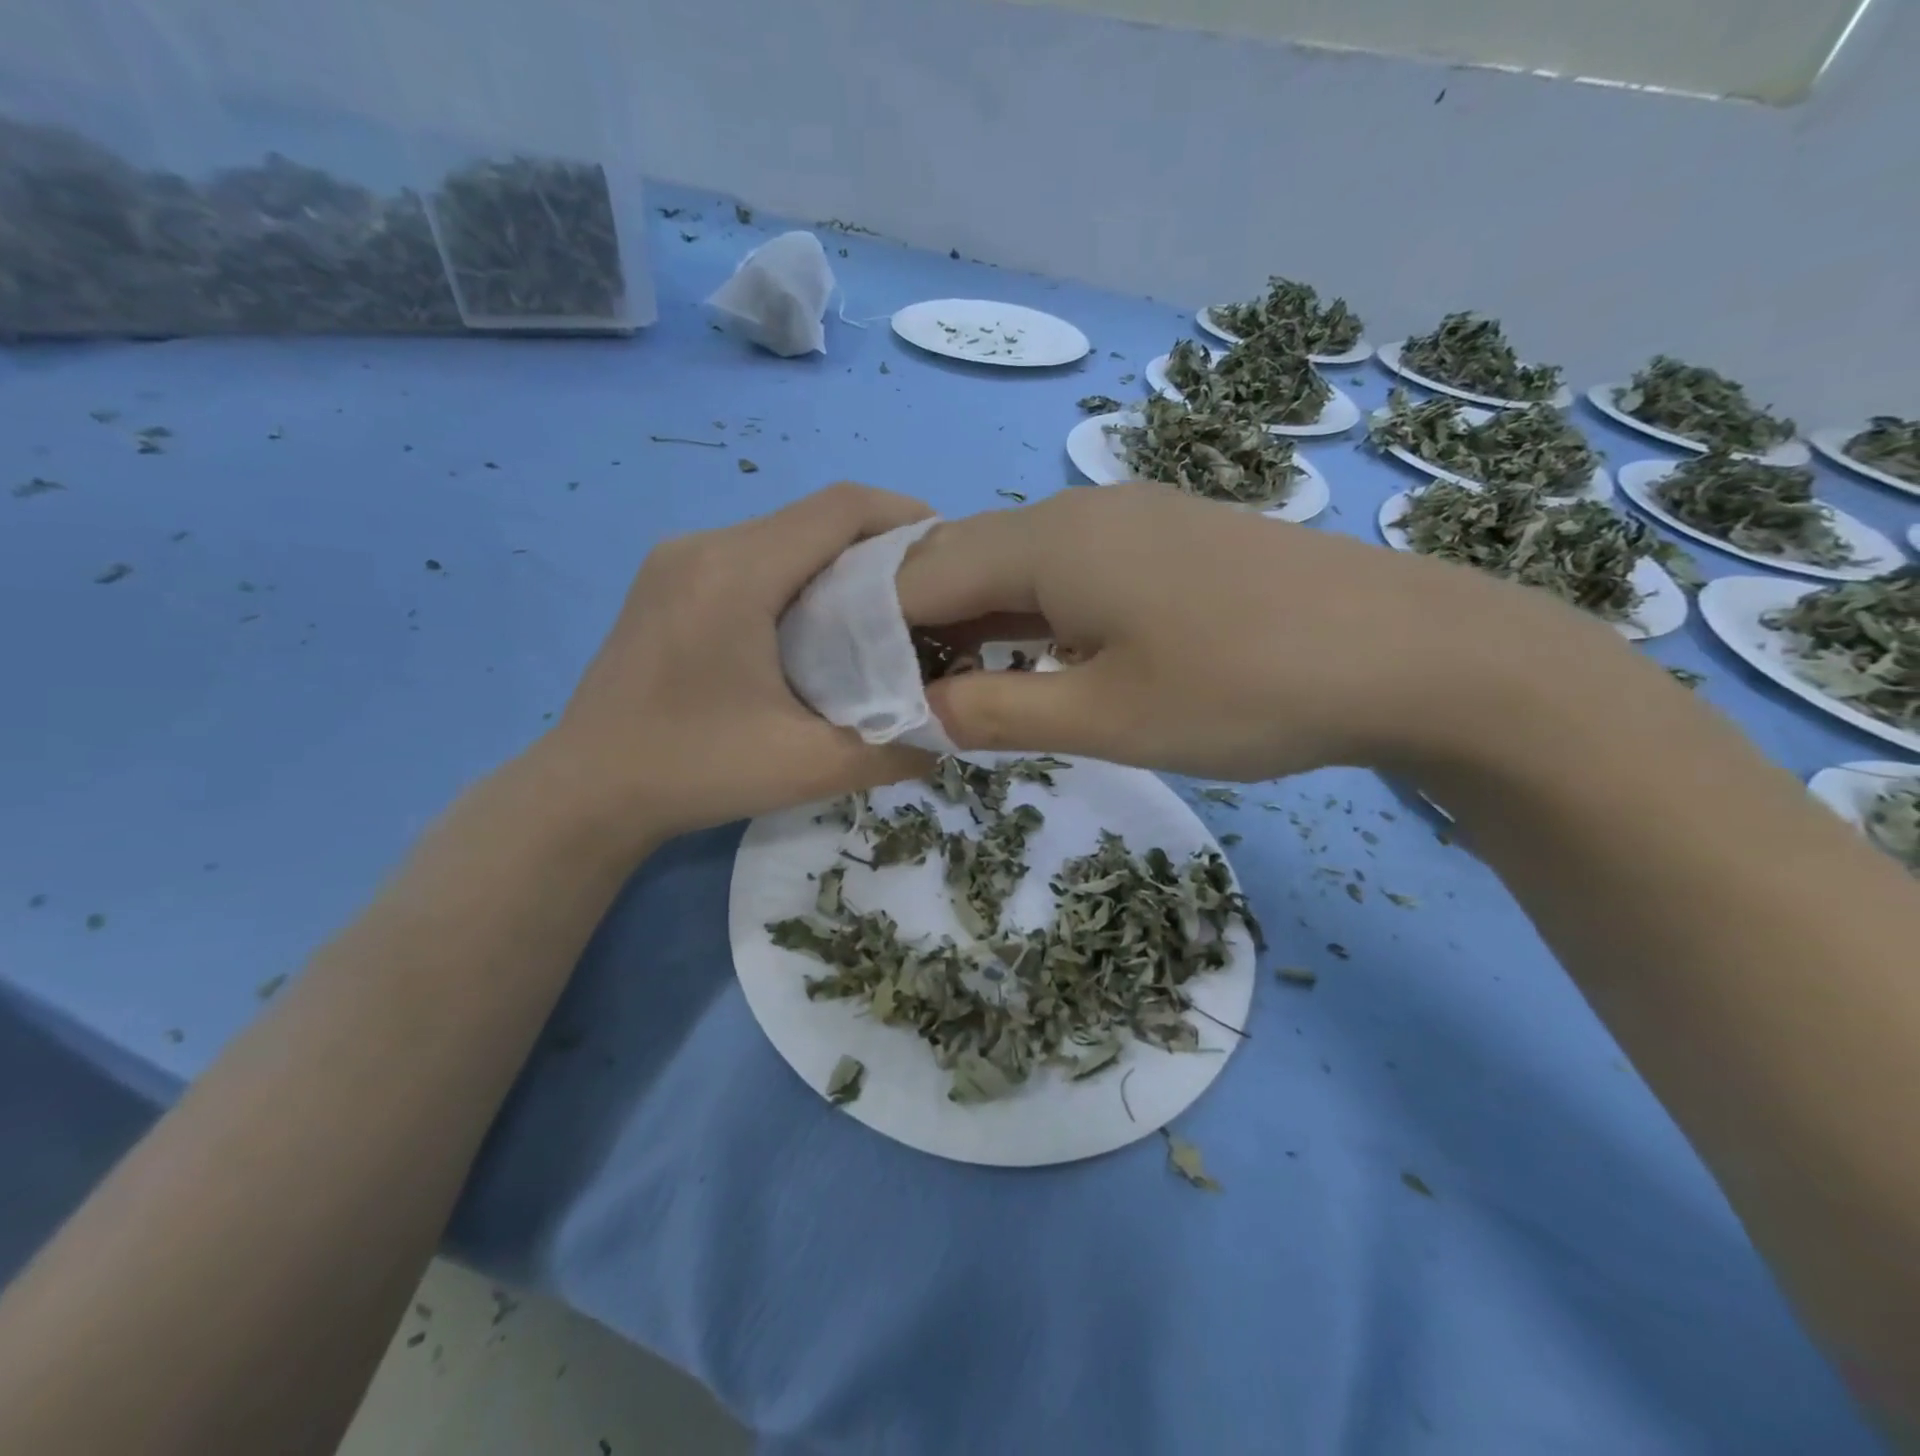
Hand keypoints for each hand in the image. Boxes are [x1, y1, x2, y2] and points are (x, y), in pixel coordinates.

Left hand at [536, 483, 934, 851]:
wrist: (586, 793)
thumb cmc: (695, 772)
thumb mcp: (809, 768)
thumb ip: (894, 747)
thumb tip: (953, 729)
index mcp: (737, 573)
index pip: (840, 509)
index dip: (905, 516)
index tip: (951, 551)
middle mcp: (703, 546)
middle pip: (812, 518)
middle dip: (878, 544)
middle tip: (927, 594)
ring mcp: (676, 560)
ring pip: (781, 535)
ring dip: (837, 561)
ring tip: (881, 612)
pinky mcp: (665, 582)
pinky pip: (750, 556)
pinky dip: (798, 575)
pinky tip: (816, 625)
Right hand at [895, 483, 1622, 780]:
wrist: (1408, 653)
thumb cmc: (1244, 690)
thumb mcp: (1104, 717)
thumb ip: (996, 711)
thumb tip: (916, 712)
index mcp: (1048, 541)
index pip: (918, 575)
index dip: (871, 630)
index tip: (852, 688)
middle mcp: (1077, 509)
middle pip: (961, 557)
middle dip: (916, 623)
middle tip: (896, 693)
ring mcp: (1128, 517)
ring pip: (1016, 562)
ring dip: (975, 618)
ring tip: (951, 683)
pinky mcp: (1167, 539)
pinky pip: (1067, 568)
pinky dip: (1030, 612)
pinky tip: (1035, 655)